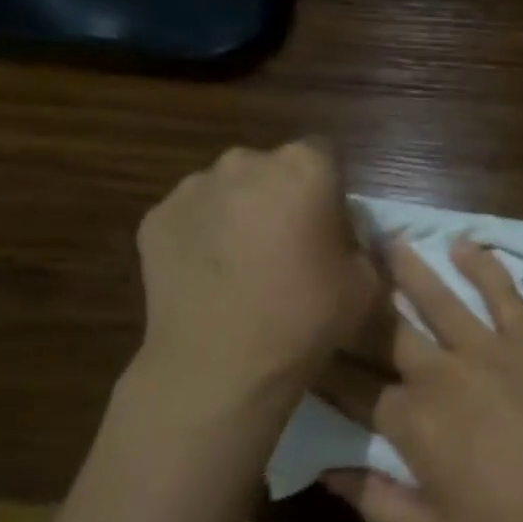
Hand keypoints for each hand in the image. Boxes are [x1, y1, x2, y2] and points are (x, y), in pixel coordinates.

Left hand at [129, 142, 378, 419]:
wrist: (220, 365)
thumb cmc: (304, 320)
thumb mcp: (366, 285)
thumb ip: (361, 245)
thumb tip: (344, 237)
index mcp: (304, 169)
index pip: (325, 155)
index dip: (330, 190)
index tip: (329, 228)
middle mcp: (245, 162)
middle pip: (272, 169)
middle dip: (281, 197)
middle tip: (287, 247)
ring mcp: (192, 188)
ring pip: (228, 191)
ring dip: (240, 214)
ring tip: (242, 267)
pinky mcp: (155, 218)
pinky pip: (192, 218)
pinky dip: (203, 237)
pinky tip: (210, 279)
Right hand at [316, 237, 522, 521]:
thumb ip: (375, 502)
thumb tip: (326, 472)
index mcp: (412, 421)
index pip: (353, 388)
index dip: (322, 368)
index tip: (300, 346)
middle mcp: (441, 373)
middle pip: (384, 332)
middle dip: (352, 305)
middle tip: (330, 273)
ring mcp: (488, 349)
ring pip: (437, 299)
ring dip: (407, 269)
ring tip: (381, 238)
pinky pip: (503, 294)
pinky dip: (484, 267)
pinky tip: (464, 245)